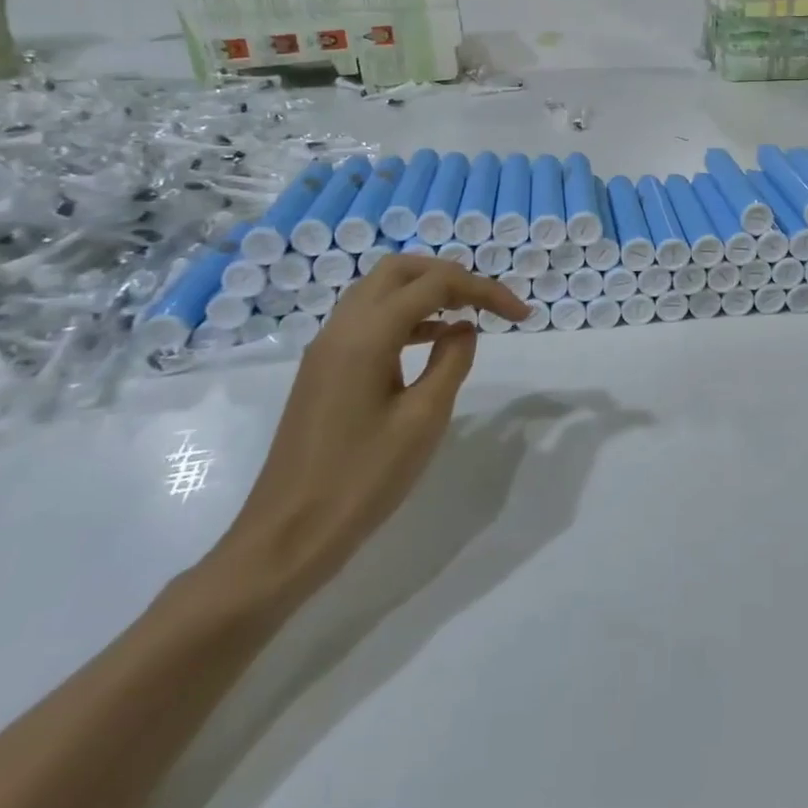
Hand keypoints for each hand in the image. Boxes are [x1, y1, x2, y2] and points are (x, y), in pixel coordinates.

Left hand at [206, 255, 530, 601]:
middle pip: (401, 270)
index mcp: (366, 335)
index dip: (484, 290)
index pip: (435, 285)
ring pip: (381, 290)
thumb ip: (451, 362)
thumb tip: (464, 328)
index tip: (522, 314)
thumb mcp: (423, 420)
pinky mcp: (324, 369)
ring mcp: (327, 348)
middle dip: (450, 276)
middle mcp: (342, 328)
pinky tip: (433, 341)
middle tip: (488, 302)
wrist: (286, 537)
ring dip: (427, 292)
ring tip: (468, 315)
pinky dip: (406, 315)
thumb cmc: (361, 480)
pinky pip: (369, 319)